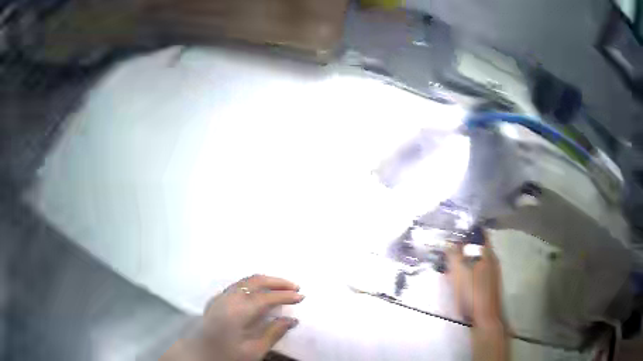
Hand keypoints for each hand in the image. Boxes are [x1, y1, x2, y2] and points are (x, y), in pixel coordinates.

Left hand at [162, 275, 303, 360]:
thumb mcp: (253, 351)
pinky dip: (253, 284)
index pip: (265, 297)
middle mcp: (227, 299)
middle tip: (295, 286)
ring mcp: (220, 297)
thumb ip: (272, 333)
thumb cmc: (226, 356)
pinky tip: (260, 292)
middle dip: (277, 281)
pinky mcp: (216, 300)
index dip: (285, 295)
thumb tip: (292, 320)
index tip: (301, 297)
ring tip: (281, 287)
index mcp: (236, 312)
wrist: (199, 355)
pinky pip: (238, 285)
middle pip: (255, 281)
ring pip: (245, 280)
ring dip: (265, 281)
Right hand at [447, 235, 509, 360]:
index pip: (480, 233)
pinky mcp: (489, 284)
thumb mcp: (460, 273)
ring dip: (465, 260)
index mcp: (487, 253)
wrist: (485, 317)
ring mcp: (492, 272)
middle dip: (463, 247)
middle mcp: (492, 260)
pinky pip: (478, 270)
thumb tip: (448, 241)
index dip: (467, 230)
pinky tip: (460, 280)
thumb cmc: (473, 293)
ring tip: (451, 266)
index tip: (454, 232)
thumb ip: (454, 255)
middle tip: (448, 251)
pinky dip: (468, 270)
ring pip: (477, 259)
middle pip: (477, 247)